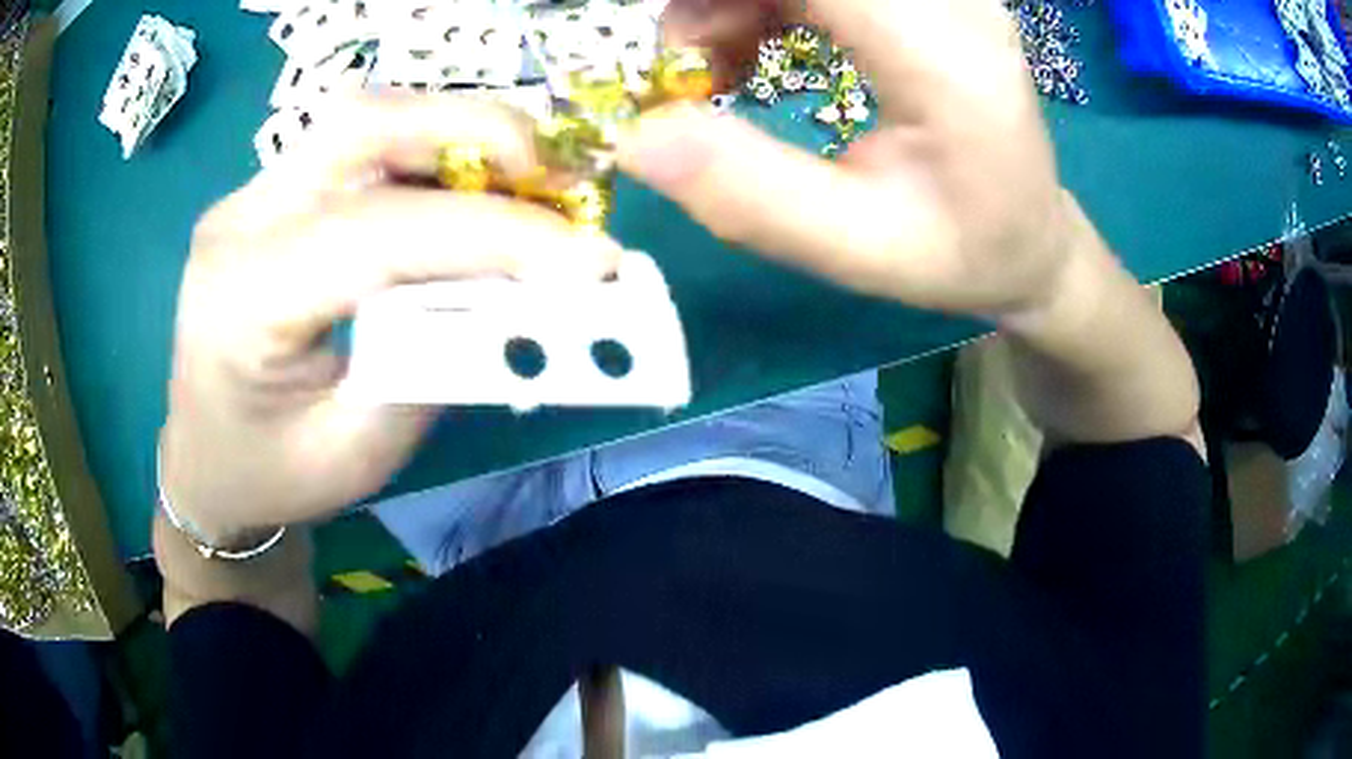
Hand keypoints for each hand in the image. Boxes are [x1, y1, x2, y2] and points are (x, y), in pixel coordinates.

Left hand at [161, 95, 620, 540]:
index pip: (377, 231)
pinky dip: (428, 152)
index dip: (493, 233)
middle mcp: (238, 222)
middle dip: (478, 134)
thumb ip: (435, 366)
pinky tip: (467, 189)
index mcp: (242, 300)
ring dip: (458, 135)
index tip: (590, 258)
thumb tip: (522, 297)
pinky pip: (357, 146)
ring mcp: (249, 197)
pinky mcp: (269, 194)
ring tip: (528, 181)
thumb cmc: (271, 475)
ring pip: (365, 119)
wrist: (206, 460)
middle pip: (364, 125)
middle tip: (560, 180)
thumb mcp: (359, 451)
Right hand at [621, 0, 1070, 317]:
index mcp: (943, 56)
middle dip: (714, 0)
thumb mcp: (859, 251)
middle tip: (683, 60)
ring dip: (730, 0)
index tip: (666, 42)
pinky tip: (748, 50)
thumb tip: (634, 137)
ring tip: (714, 68)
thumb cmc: (962, 253)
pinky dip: (760, 0)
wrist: (1031, 237)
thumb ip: (752, 196)